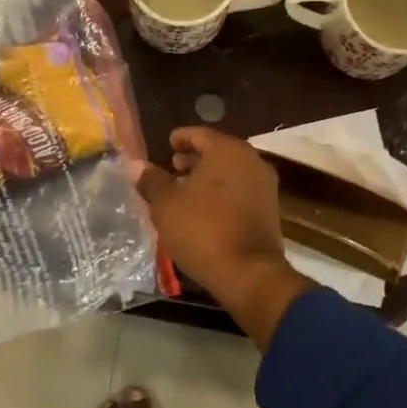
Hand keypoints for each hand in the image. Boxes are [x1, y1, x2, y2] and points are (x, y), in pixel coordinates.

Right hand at [132, 128, 313, 349]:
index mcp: (227, 150)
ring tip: (184, 190)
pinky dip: (222, 193)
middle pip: (218, 151)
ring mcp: (265, 186)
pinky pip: (241, 190)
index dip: (181, 138)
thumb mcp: (166, 205)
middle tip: (173, 166)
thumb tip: (136, 165)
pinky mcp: (270, 210)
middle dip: (195, 158)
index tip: (168, 144)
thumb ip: (152, 181)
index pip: (200, 134)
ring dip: (208, 177)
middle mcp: (251, 161)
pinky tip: (204, 209)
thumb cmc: (202, 229)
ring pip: (231, 172)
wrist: (248, 273)